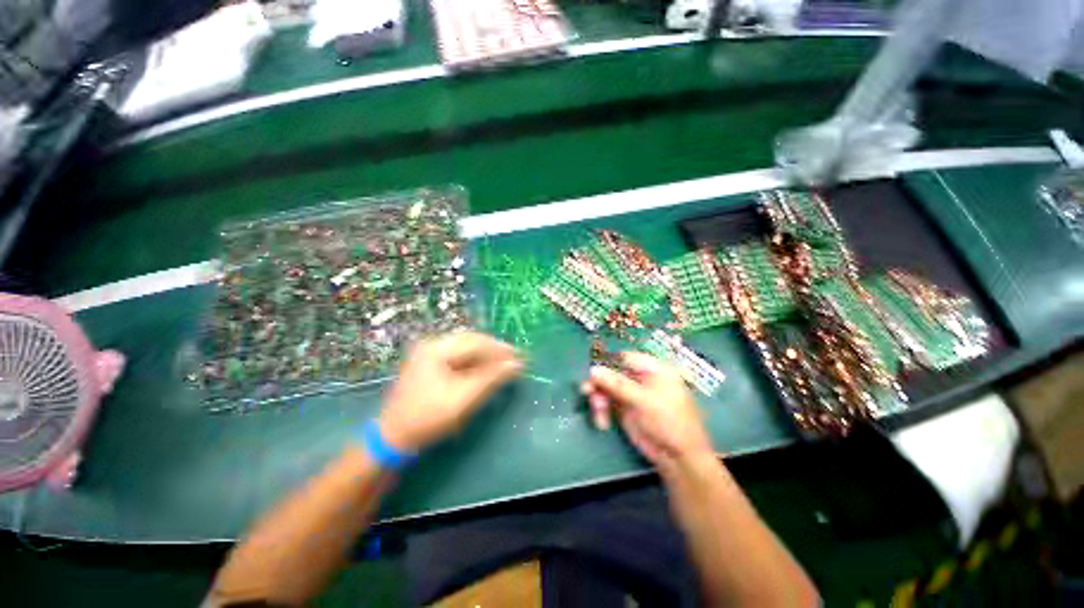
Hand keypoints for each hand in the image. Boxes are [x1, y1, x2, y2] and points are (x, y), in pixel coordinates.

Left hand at [379, 331, 521, 451]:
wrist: (394, 438)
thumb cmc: (428, 418)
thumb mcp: (463, 399)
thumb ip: (491, 379)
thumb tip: (517, 364)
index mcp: (436, 349)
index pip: (475, 342)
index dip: (500, 348)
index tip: (519, 356)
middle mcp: (432, 344)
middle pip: (471, 341)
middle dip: (494, 350)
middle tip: (514, 360)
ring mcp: (430, 353)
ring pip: (466, 348)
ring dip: (486, 356)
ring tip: (504, 365)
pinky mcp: (431, 363)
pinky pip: (459, 356)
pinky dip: (475, 362)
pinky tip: (486, 370)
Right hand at [580, 352, 713, 467]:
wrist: (679, 458)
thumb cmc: (669, 422)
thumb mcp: (644, 401)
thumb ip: (617, 384)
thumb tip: (592, 370)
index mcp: (652, 369)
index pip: (624, 358)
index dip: (607, 363)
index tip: (592, 373)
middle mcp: (640, 378)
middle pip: (611, 372)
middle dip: (599, 384)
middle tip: (587, 393)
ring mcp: (631, 393)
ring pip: (606, 387)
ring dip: (598, 399)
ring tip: (598, 415)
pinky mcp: (624, 408)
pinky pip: (607, 402)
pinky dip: (601, 410)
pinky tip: (602, 423)